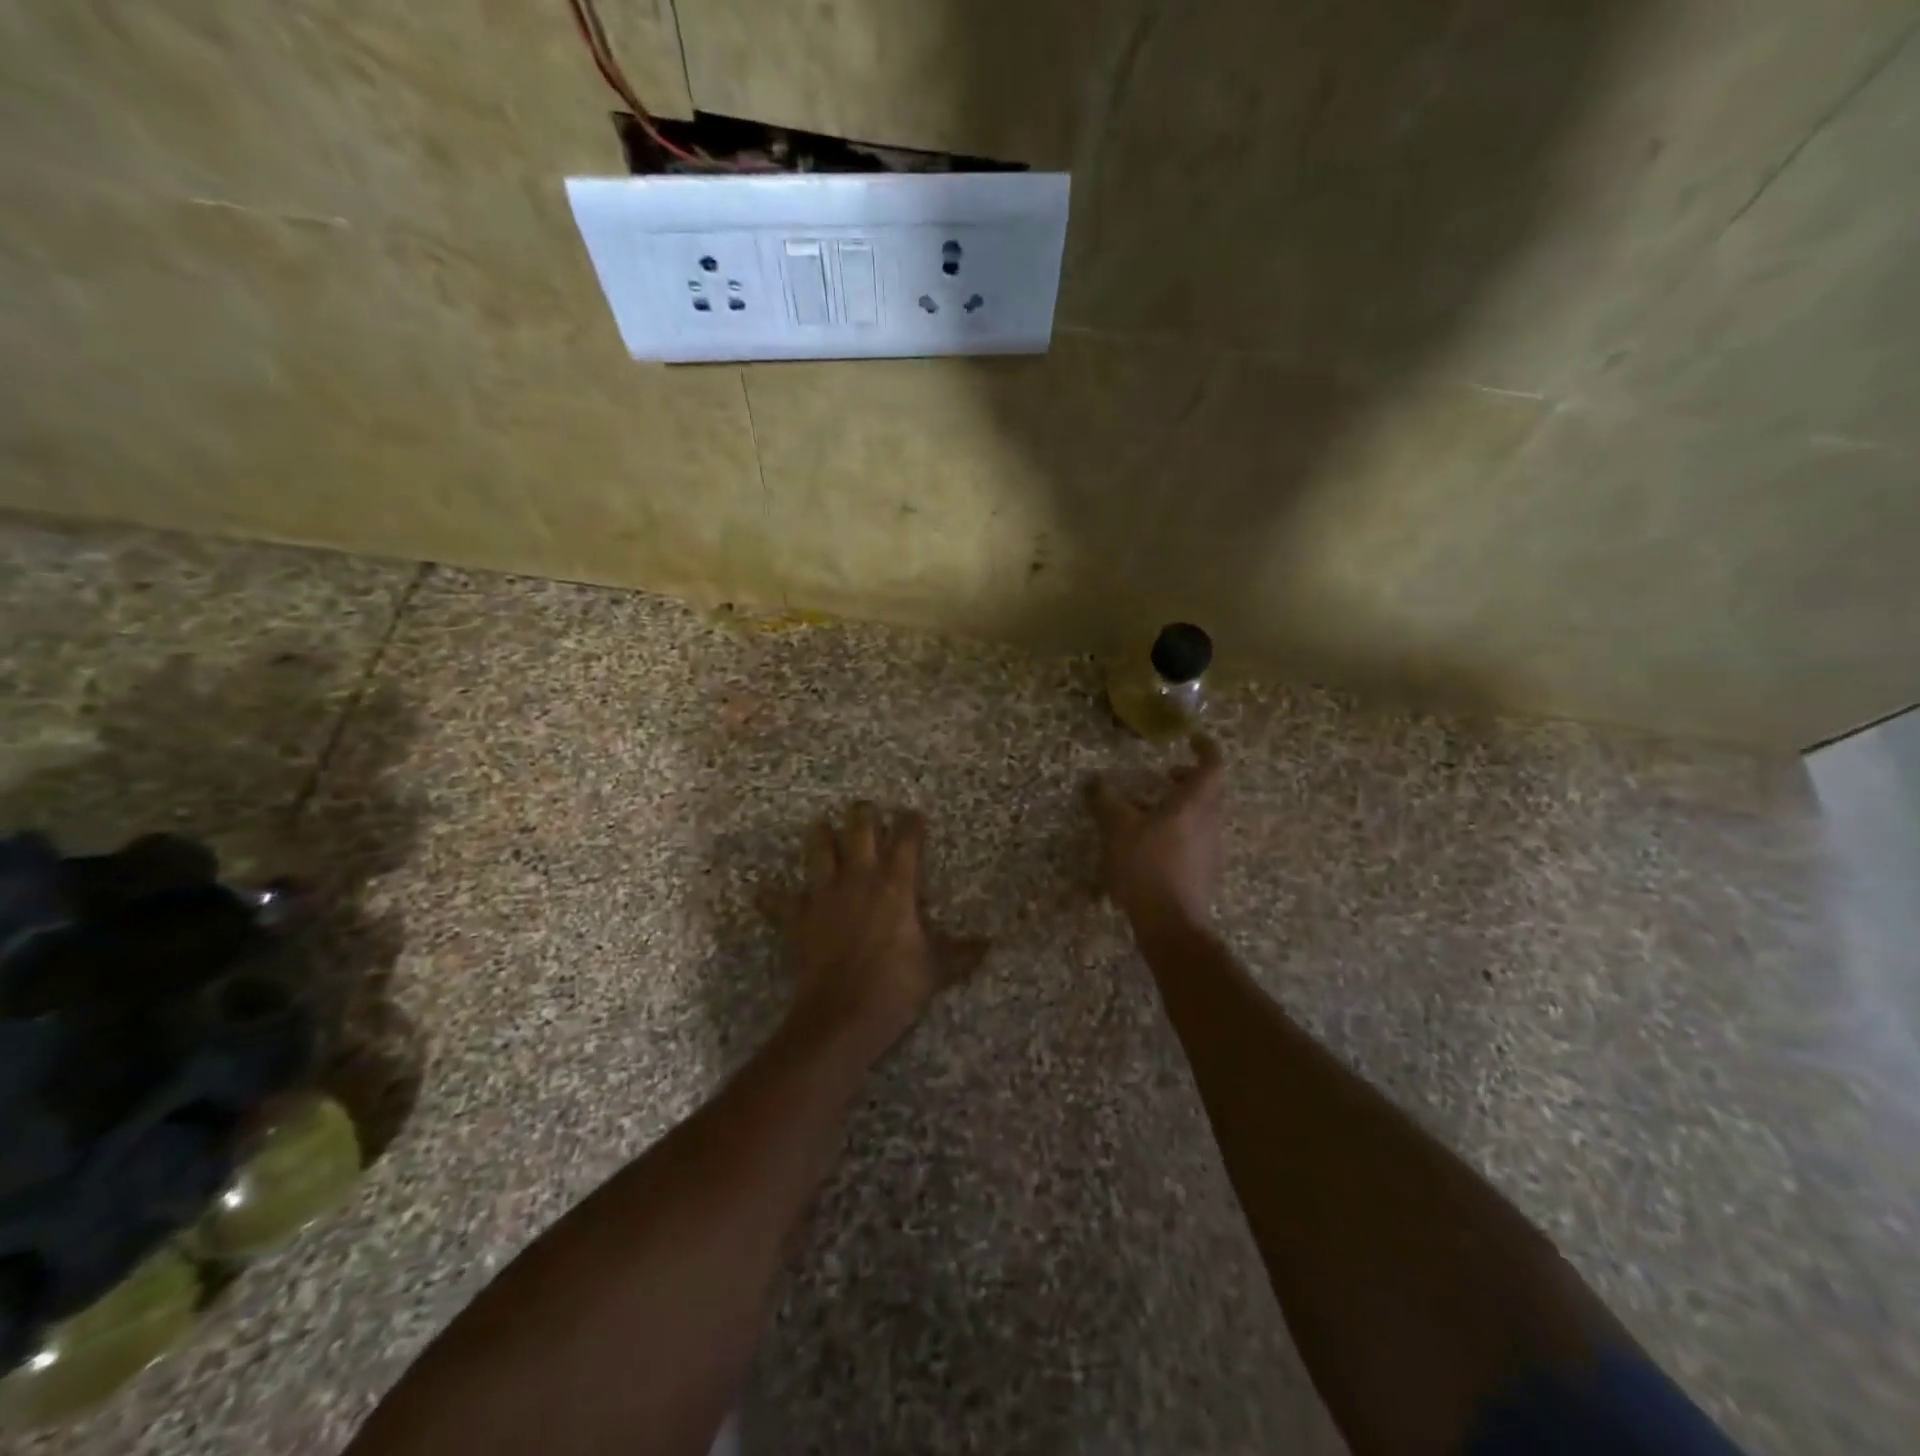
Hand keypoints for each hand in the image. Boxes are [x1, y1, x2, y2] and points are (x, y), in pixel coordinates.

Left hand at [774, 802, 981, 1057]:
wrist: (841, 1017)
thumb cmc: (896, 987)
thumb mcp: (937, 969)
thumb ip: (962, 952)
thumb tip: (991, 945)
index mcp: (895, 885)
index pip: (906, 840)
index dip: (911, 823)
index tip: (914, 814)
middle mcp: (859, 879)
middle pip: (858, 831)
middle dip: (863, 815)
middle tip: (865, 807)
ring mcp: (824, 896)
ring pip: (819, 852)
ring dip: (821, 837)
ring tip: (821, 827)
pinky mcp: (800, 919)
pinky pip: (781, 902)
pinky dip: (772, 896)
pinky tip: (759, 890)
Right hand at [1088, 734, 1225, 930]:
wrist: (1171, 924)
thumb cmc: (1147, 867)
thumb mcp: (1118, 829)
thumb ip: (1106, 801)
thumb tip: (1094, 780)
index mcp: (1194, 804)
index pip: (1212, 766)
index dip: (1205, 748)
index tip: (1192, 739)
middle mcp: (1209, 822)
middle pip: (1209, 791)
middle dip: (1188, 779)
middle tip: (1164, 776)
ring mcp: (1211, 850)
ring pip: (1203, 816)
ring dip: (1182, 806)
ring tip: (1150, 812)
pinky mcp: (1205, 873)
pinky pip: (1196, 839)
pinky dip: (1179, 831)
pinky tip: (1153, 846)